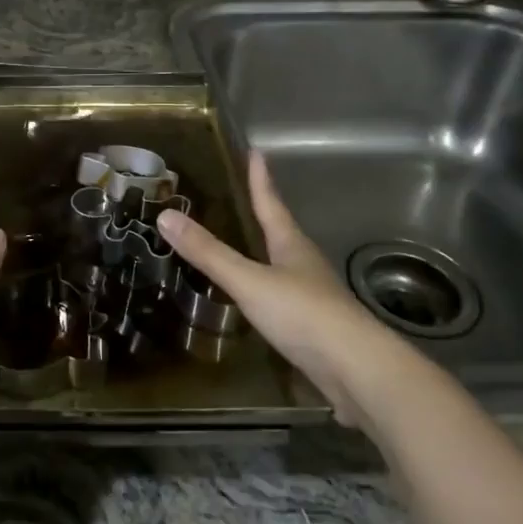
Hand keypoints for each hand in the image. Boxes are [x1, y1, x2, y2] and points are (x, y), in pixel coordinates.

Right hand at [157, 153, 409, 429]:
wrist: (357, 371)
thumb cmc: (303, 314)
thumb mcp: (249, 280)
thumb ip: (209, 253)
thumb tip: (166, 215)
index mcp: (291, 245)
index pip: (271, 203)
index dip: (260, 179)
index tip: (256, 152)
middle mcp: (304, 264)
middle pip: (281, 231)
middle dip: (263, 213)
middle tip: (243, 197)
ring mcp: (312, 297)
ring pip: (283, 265)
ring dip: (265, 252)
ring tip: (243, 245)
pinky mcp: (314, 328)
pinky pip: (283, 299)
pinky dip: (266, 291)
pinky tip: (255, 301)